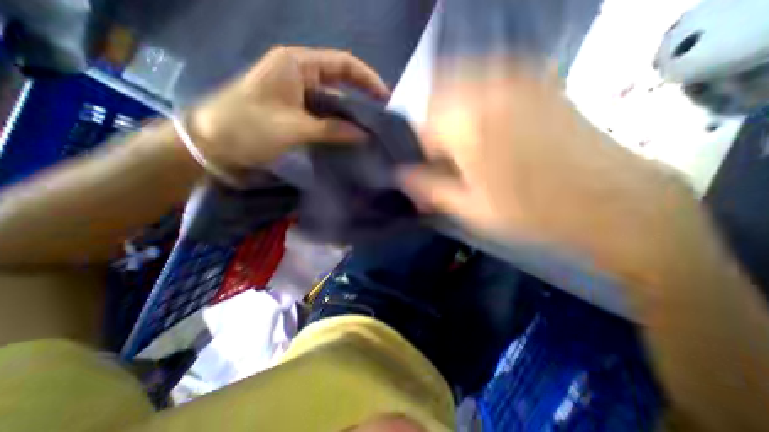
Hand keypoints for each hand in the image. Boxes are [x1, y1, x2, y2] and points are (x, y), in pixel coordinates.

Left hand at [188, 45, 390, 173]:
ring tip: (371, 131)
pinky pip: (325, 116)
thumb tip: (364, 135)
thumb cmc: (248, 127)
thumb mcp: (293, 128)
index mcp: (297, 65)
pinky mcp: (297, 113)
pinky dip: (338, 126)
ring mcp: (299, 95)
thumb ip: (331, 131)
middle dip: (362, 99)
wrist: (214, 144)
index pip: (342, 64)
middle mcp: (301, 75)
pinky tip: (350, 138)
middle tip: (382, 119)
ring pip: (334, 102)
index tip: (385, 98)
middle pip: (341, 83)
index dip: (367, 79)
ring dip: (351, 116)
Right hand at [404, 63, 697, 280]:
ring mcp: (517, 78)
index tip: (433, 168)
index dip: (422, 148)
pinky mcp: (539, 80)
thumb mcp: (469, 208)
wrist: (612, 202)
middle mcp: (488, 88)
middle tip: (449, 155)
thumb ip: (428, 188)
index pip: (420, 122)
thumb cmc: (531, 212)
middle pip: (438, 94)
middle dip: (436, 125)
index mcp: (467, 123)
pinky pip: (492, 78)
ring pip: (463, 81)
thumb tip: (399, 176)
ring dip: (456, 111)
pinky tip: (492, 126)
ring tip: (469, 142)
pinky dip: (479, 99)